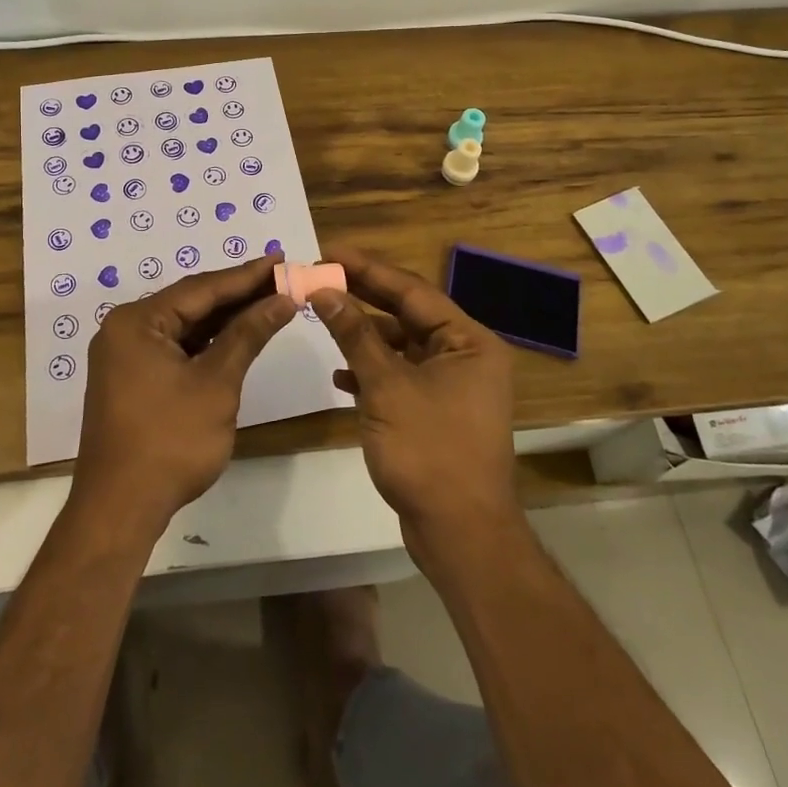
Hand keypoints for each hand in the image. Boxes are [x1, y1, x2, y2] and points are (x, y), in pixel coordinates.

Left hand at [71, 255, 296, 532]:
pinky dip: (207, 343)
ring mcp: (126, 356)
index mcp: (137, 322)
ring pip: (185, 327)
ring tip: (268, 300)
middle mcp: (125, 330)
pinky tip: (238, 334)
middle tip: (281, 277)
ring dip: (225, 318)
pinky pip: (176, 348)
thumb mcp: (216, 383)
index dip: (246, 275)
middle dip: (238, 294)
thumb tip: (282, 300)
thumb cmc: (170, 441)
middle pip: (191, 303)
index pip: (201, 288)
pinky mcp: (132, 379)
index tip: (280, 259)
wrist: (120, 509)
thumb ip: (248, 335)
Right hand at [311, 248, 520, 554]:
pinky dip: (372, 371)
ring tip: (322, 319)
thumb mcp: (386, 386)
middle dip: (362, 297)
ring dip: (363, 336)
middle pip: (407, 314)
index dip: (367, 269)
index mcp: (468, 341)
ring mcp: (452, 385)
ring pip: (401, 345)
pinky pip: (400, 375)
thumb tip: (324, 290)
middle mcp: (465, 355)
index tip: (329, 251)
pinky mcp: (436, 411)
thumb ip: (355, 334)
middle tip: (320, 277)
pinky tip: (340, 374)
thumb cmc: (429, 451)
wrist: (460, 534)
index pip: (411, 290)